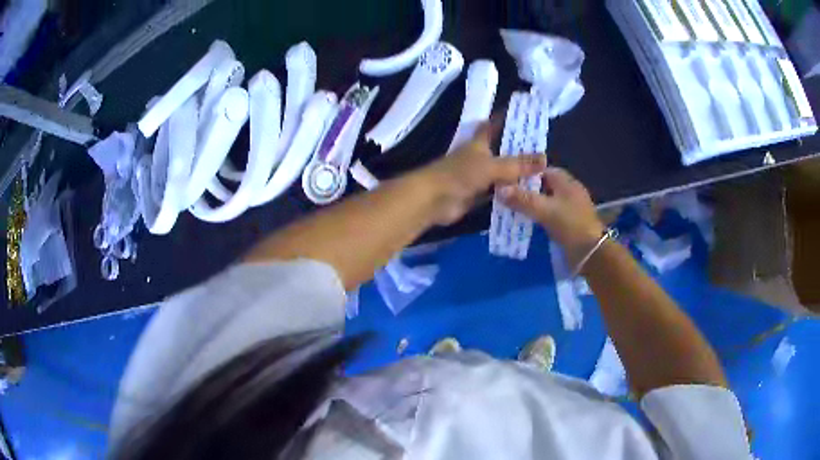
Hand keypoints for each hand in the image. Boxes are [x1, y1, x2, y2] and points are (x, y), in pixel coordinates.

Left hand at [418, 121, 546, 224]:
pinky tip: (526, 195)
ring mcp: (477, 177)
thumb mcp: (492, 166)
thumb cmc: (459, 174)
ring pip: (500, 173)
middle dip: (518, 149)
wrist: (434, 200)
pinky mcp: (476, 195)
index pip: (493, 126)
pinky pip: (497, 192)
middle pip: (500, 150)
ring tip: (541, 174)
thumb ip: (518, 164)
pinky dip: (509, 193)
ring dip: (516, 174)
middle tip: (543, 150)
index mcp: (479, 143)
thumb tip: (545, 159)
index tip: (522, 114)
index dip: (505, 118)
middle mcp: (478, 157)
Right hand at [500, 168, 604, 262]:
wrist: (591, 253)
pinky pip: (552, 214)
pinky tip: (529, 222)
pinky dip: (540, 216)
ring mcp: (571, 207)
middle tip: (508, 196)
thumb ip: (522, 199)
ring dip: (533, 204)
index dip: (526, 173)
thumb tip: (500, 189)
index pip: (543, 170)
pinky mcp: (571, 222)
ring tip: (514, 209)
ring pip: (548, 200)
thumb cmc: (570, 225)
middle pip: (545, 185)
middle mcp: (570, 191)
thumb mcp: (545, 210)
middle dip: (528, 189)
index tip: (509, 180)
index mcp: (567, 182)